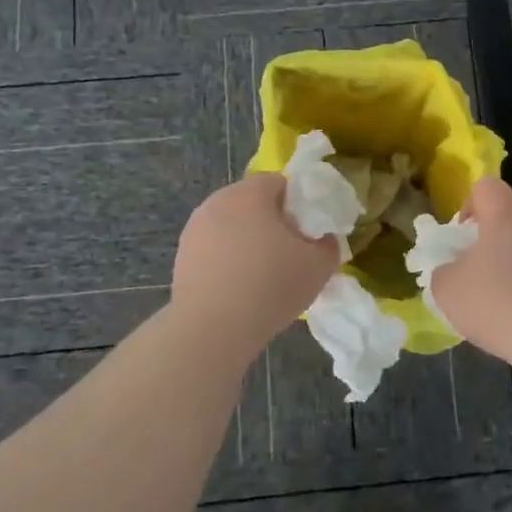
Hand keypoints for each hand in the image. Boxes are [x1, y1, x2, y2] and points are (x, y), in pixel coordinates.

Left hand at [172, 174, 339, 348]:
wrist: (211, 329)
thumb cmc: (270, 287)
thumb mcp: (319, 266)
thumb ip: (329, 244)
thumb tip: (322, 239)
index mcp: (250, 193)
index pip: (279, 182)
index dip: (297, 204)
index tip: (305, 233)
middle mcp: (218, 201)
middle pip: (252, 201)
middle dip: (271, 221)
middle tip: (288, 253)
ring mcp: (195, 228)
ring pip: (231, 224)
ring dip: (247, 240)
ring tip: (261, 274)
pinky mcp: (182, 254)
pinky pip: (214, 247)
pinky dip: (227, 259)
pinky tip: (237, 287)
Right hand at [429, 177, 511, 365]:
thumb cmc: (499, 303)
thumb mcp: (448, 290)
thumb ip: (443, 272)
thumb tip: (451, 271)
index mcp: (507, 215)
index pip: (486, 186)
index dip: (468, 206)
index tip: (461, 239)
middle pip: (510, 220)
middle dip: (491, 243)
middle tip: (475, 276)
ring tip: (501, 307)